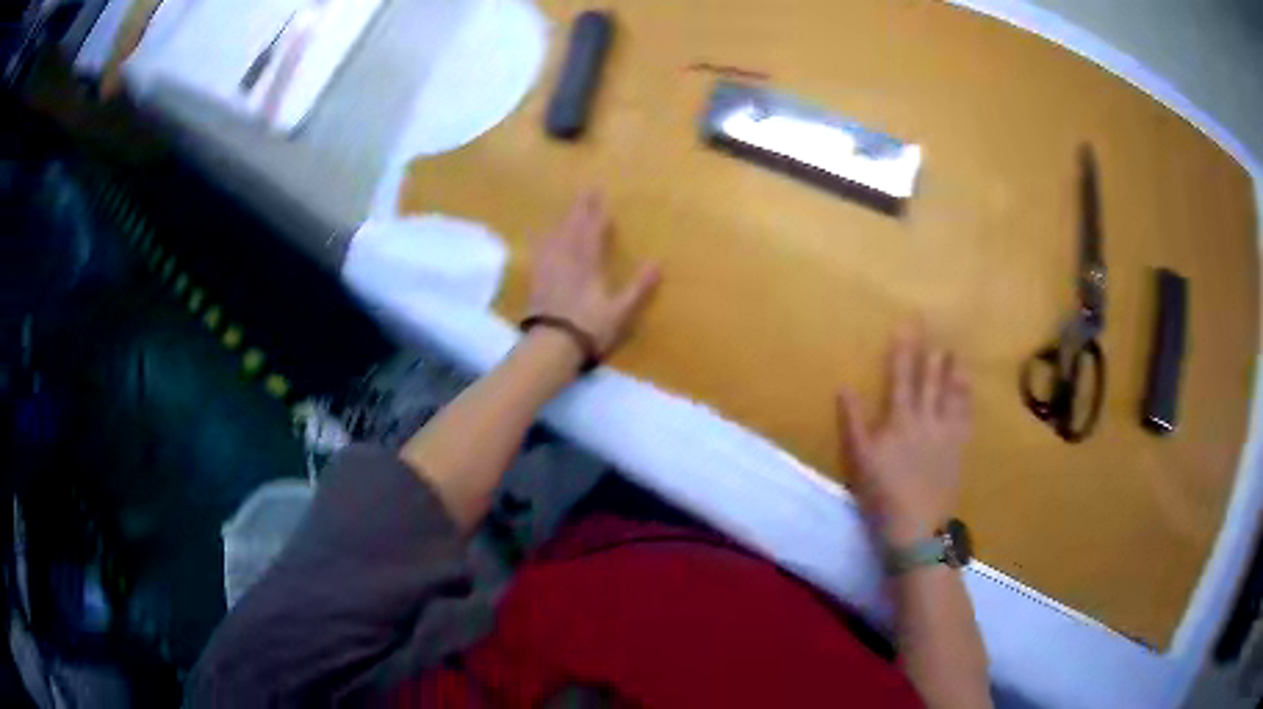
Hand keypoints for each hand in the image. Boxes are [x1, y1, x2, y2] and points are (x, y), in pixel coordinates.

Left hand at [528, 191, 660, 354]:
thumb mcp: (621, 311)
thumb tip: (657, 263)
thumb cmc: (589, 329)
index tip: (600, 194)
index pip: (592, 231)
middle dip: (580, 208)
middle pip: (572, 227)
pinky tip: (539, 237)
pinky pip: (539, 252)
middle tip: (585, 190)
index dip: (597, 213)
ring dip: (562, 220)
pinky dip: (541, 239)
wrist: (550, 346)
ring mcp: (548, 269)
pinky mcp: (536, 281)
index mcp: (587, 264)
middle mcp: (566, 259)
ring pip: (554, 236)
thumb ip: (638, 287)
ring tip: (566, 210)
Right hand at [837, 327, 972, 547]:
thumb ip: (853, 422)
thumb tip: (845, 388)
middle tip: (934, 326)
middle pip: (929, 379)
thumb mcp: (859, 461)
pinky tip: (968, 387)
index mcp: (900, 421)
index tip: (907, 324)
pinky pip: (965, 416)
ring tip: (954, 349)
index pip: (901, 377)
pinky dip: (966, 398)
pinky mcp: (958, 448)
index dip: (904, 350)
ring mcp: (946, 434)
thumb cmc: (882, 495)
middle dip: (930, 351)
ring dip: (952, 369)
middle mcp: (926, 420)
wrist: (916, 527)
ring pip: (951, 393)